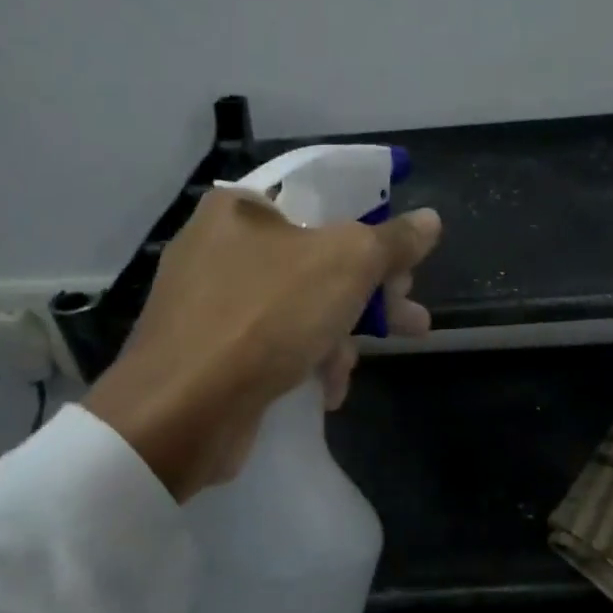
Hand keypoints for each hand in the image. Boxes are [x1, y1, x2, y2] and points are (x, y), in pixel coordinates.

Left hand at [85, 190, 440, 499]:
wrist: (182, 409)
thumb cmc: (266, 317)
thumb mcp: (345, 266)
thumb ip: (392, 241)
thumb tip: (430, 220)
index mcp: (242, 208)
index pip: (324, 202)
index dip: (374, 231)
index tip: (406, 266)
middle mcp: (221, 246)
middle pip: (317, 260)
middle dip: (369, 295)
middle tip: (410, 318)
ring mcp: (211, 301)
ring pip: (299, 307)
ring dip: (339, 336)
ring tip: (358, 367)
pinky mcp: (210, 350)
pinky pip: (273, 343)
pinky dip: (304, 361)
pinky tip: (326, 391)